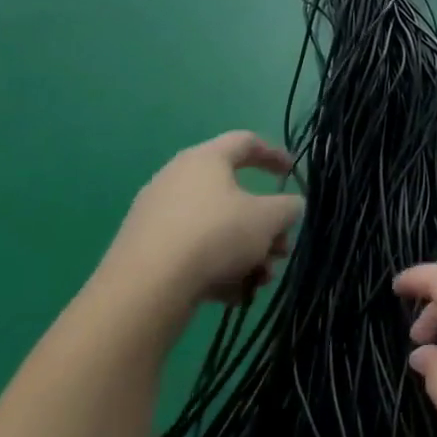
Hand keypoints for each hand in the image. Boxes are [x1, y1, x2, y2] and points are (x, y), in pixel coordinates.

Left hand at [96, 132, 303, 315]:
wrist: (146, 288)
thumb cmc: (216, 235)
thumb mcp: (269, 218)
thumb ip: (289, 207)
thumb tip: (289, 207)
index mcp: (205, 160)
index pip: (245, 142)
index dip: (274, 154)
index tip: (291, 173)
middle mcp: (176, 180)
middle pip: (233, 195)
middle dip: (264, 224)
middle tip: (281, 247)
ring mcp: (156, 217)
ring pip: (215, 228)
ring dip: (245, 251)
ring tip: (260, 279)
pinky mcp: (144, 251)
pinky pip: (192, 252)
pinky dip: (217, 267)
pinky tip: (233, 294)